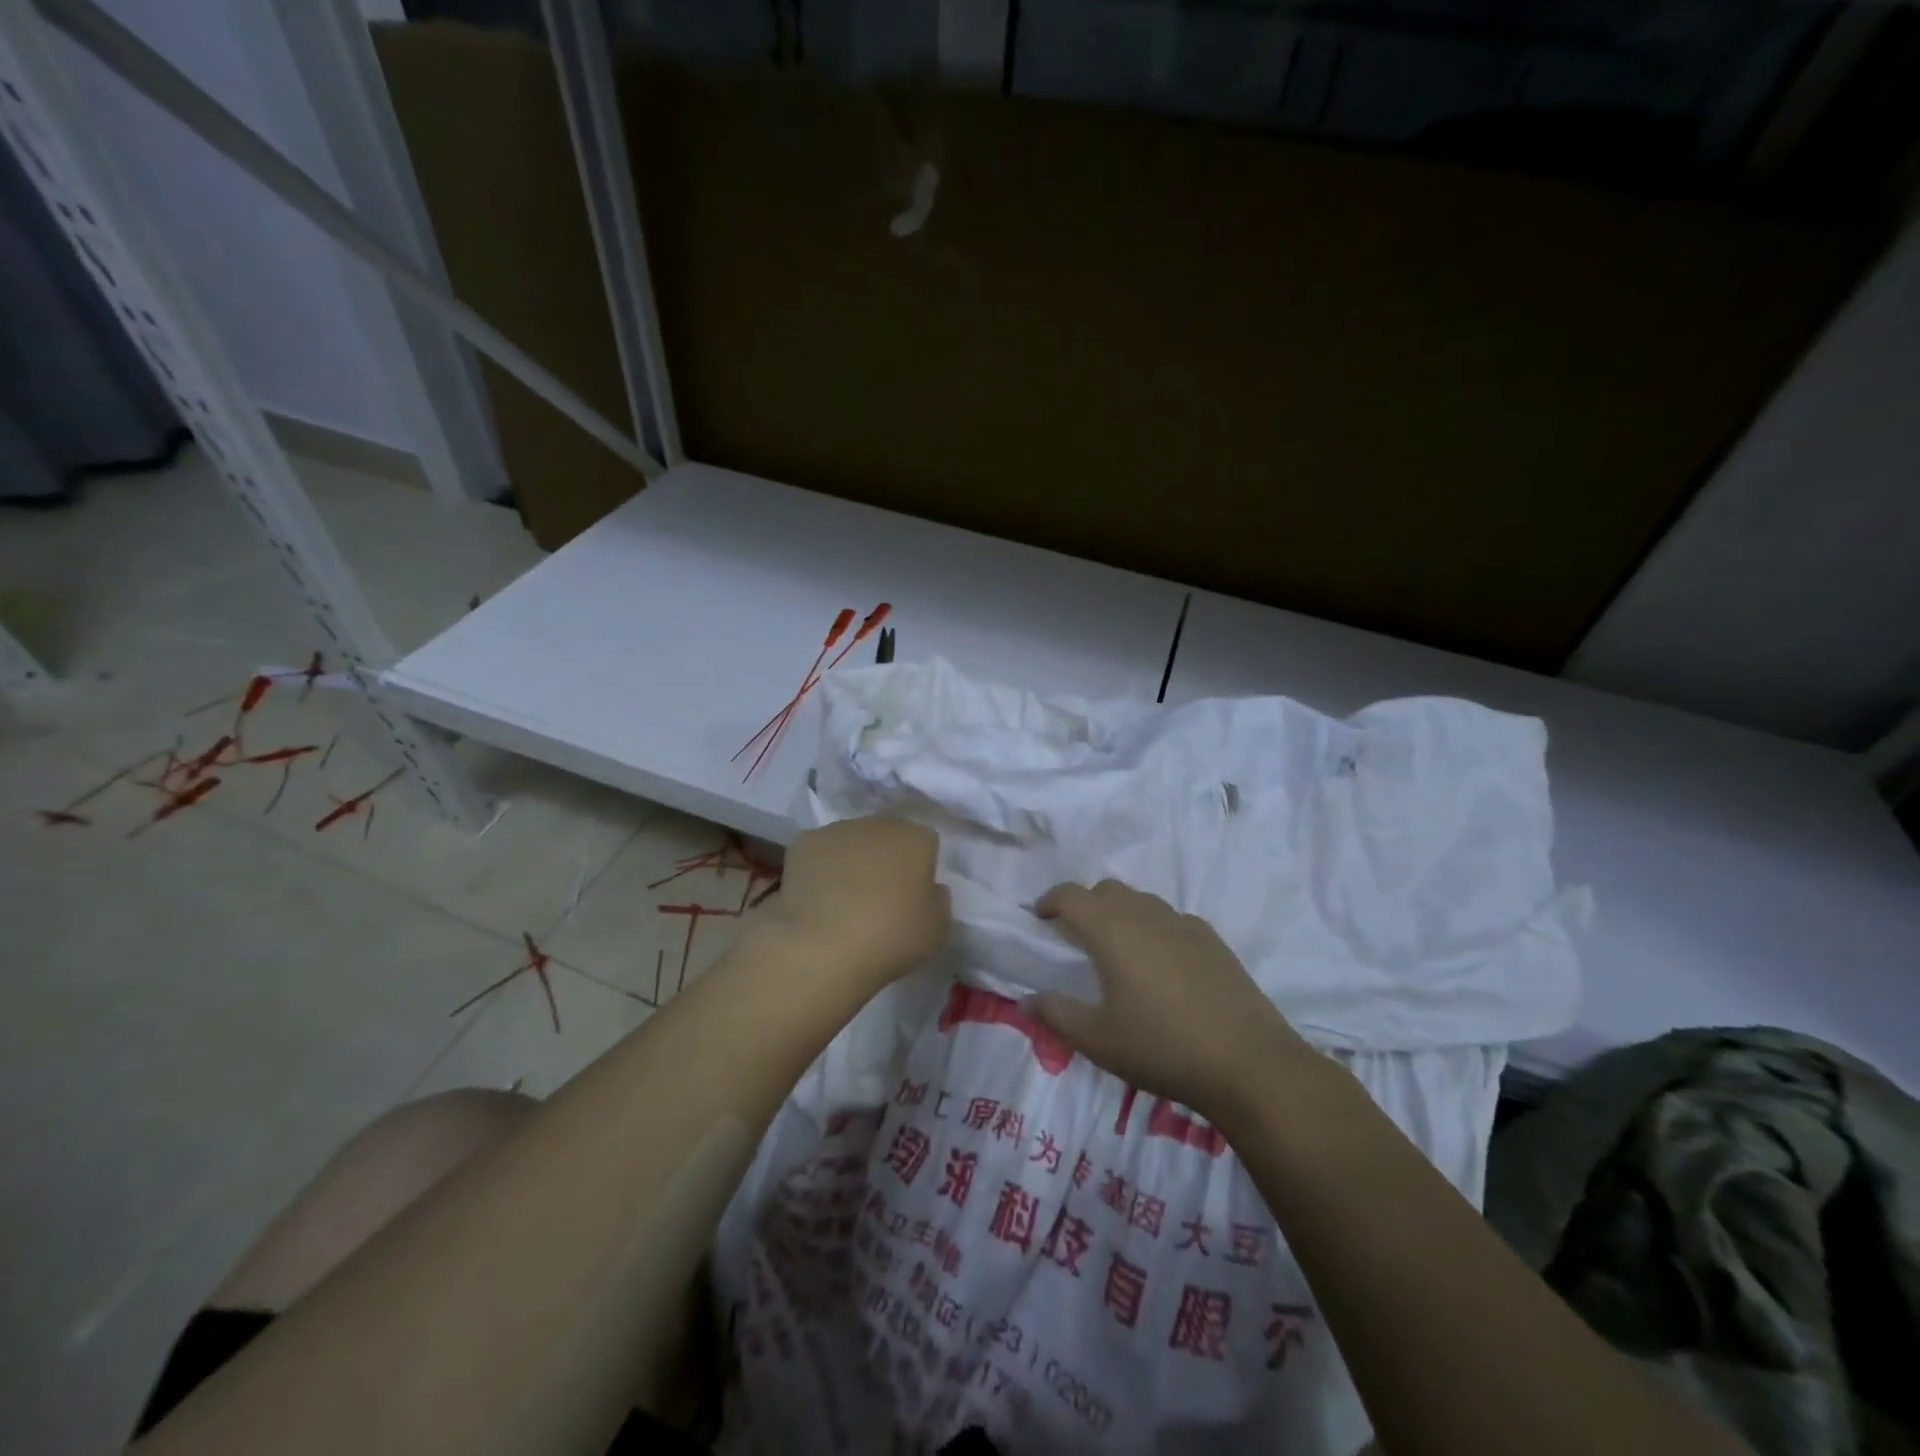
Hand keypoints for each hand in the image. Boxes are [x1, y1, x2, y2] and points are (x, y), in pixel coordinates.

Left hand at [759, 817, 950, 991]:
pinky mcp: (803, 843)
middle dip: (886, 859)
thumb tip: (930, 888)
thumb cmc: (890, 937)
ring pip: (852, 841)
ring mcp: (838, 830)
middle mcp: (878, 824)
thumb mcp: (937, 929)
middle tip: (880, 897)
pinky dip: (821, 869)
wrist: (822, 945)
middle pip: (888, 836)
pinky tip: (817, 899)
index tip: (914, 896)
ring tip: (844, 900)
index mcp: (916, 838)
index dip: (921, 868)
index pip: (926, 843)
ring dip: (853, 861)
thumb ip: (938, 901)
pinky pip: (820, 853)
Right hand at [1028, 879, 1314, 1121]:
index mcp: (1111, 930)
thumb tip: (1026, 1000)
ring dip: (1121, 913)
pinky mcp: (1213, 940)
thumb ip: (1057, 1014)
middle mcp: (1146, 915)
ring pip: (1141, 901)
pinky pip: (1171, 919)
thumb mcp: (1098, 1040)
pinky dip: (1154, 928)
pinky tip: (1161, 964)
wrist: (1248, 1062)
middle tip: (1076, 937)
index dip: (1050, 901)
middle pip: (1107, 890)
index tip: (1040, 917)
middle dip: (1085, 904)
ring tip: (1118, 950)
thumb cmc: (1161, 1047)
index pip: (1071, 895)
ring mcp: (1184, 924)